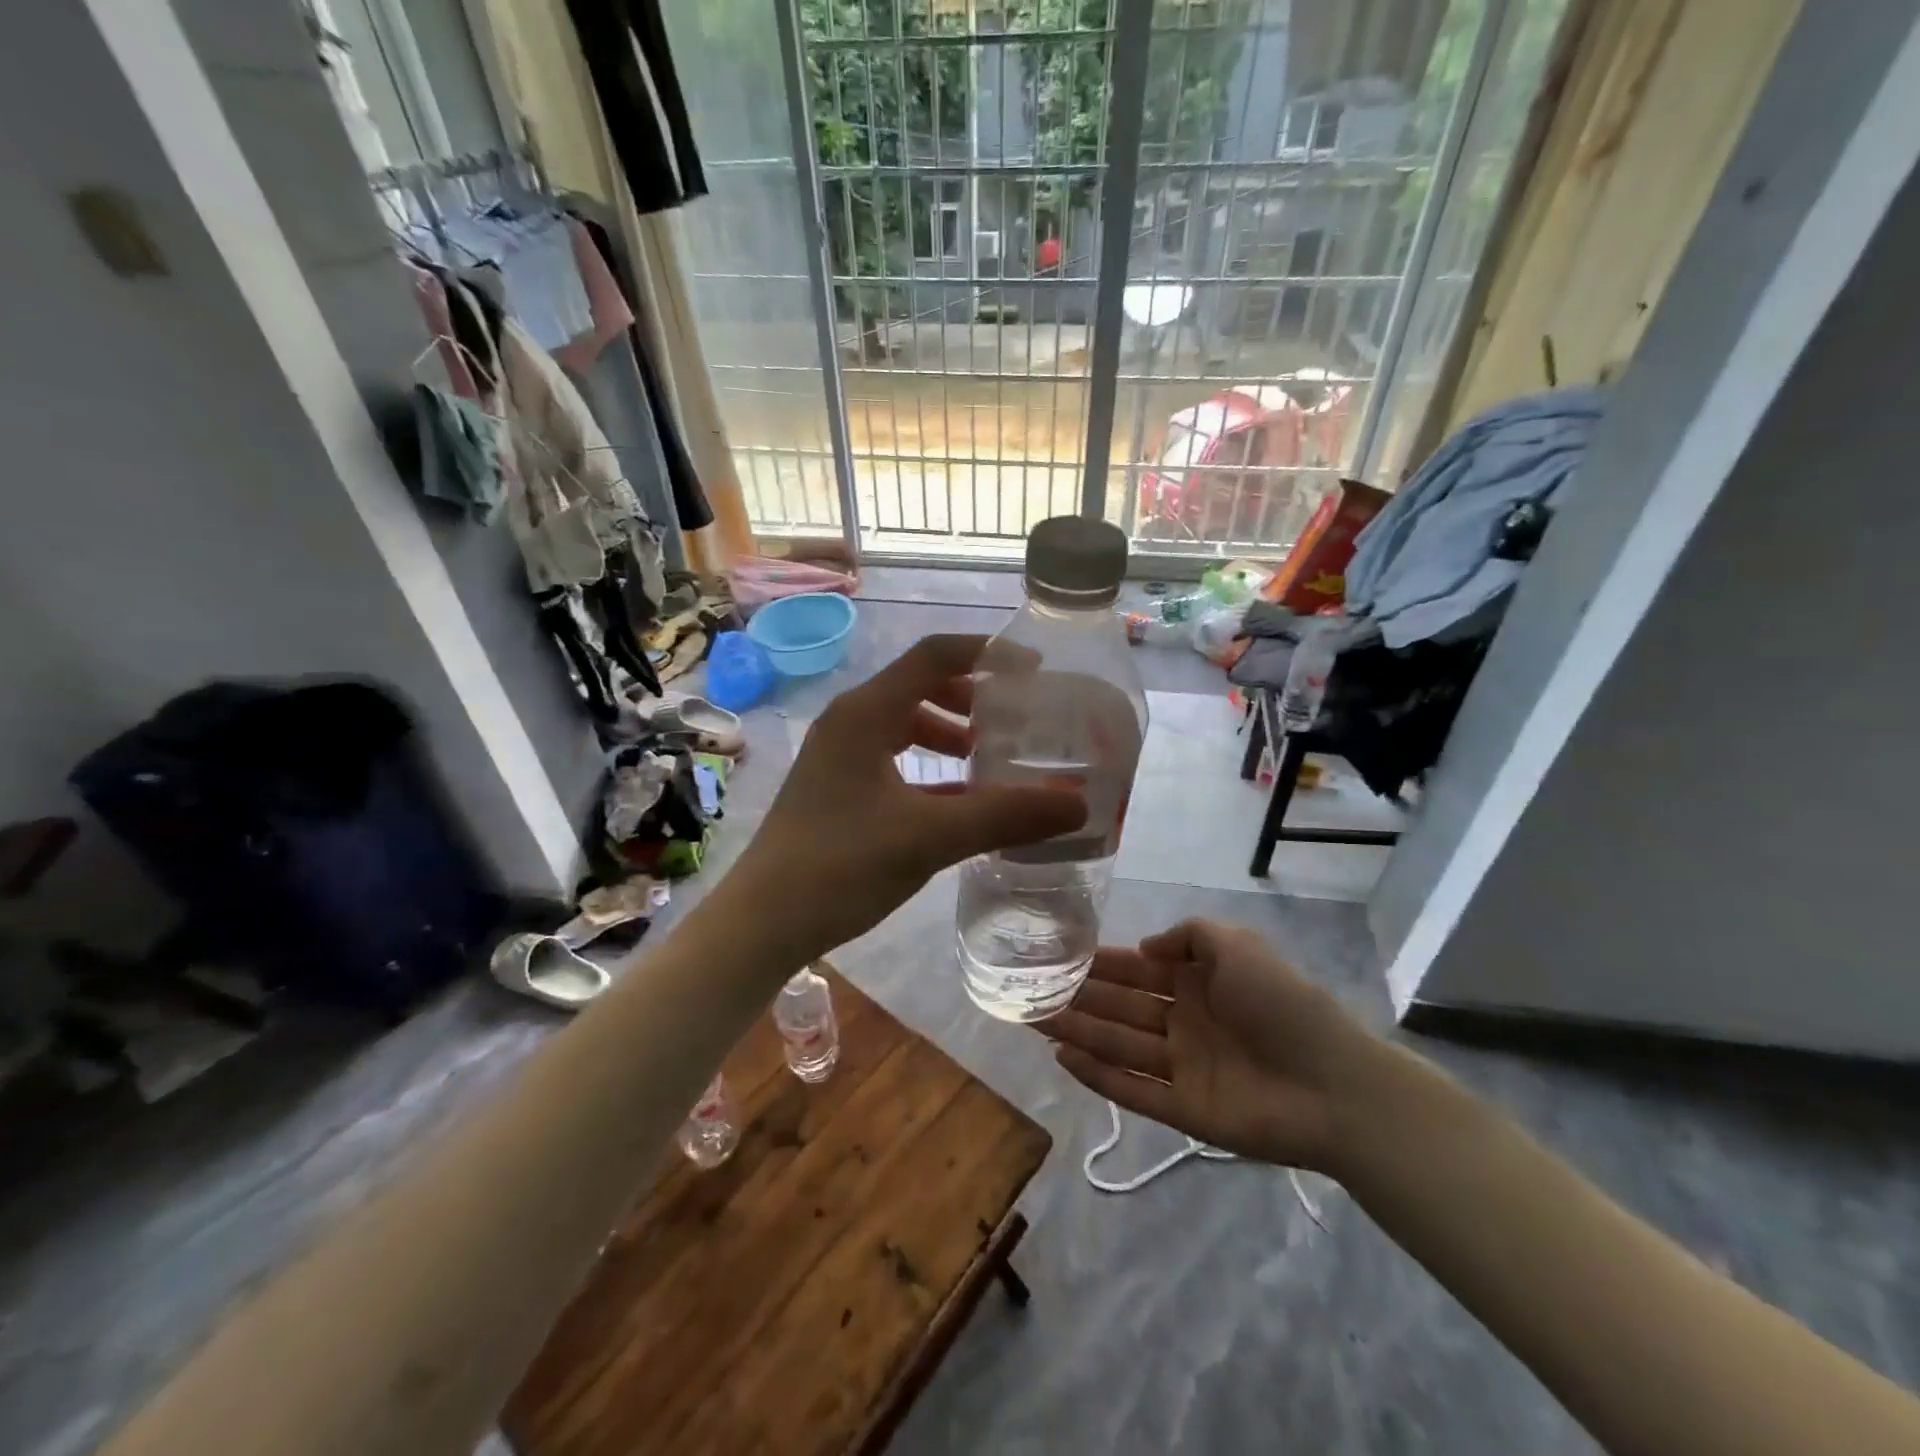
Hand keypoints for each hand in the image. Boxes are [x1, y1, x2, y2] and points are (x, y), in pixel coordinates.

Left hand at [730, 635, 1085, 960]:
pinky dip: (929, 768)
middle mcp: (850, 722)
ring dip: (950, 734)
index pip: (934, 655)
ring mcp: (839, 757)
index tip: (1035, 672)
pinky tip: (959, 802)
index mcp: (866, 713)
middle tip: (1015, 721)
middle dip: (972, 698)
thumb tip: (1078, 804)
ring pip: (905, 725)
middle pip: (920, 686)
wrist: (763, 922)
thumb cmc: (840, 865)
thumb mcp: (930, 837)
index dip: (987, 654)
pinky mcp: (836, 789)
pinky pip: (893, 760)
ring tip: (990, 760)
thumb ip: (1004, 816)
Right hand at [1047, 919, 1386, 1172]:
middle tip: (1029, 992)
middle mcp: (1183, 1022)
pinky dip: (1098, 1077)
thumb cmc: (1282, 1004)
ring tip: (1033, 1021)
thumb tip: (1144, 948)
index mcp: (1196, 983)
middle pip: (1118, 1008)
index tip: (1057, 957)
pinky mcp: (1183, 1110)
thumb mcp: (1237, 946)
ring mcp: (1182, 1067)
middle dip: (1077, 999)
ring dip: (1078, 1033)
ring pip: (1118, 1046)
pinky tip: (1063, 1059)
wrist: (1333, 1085)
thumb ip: (1189, 936)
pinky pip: (1133, 1091)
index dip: (1097, 965)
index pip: (1135, 971)